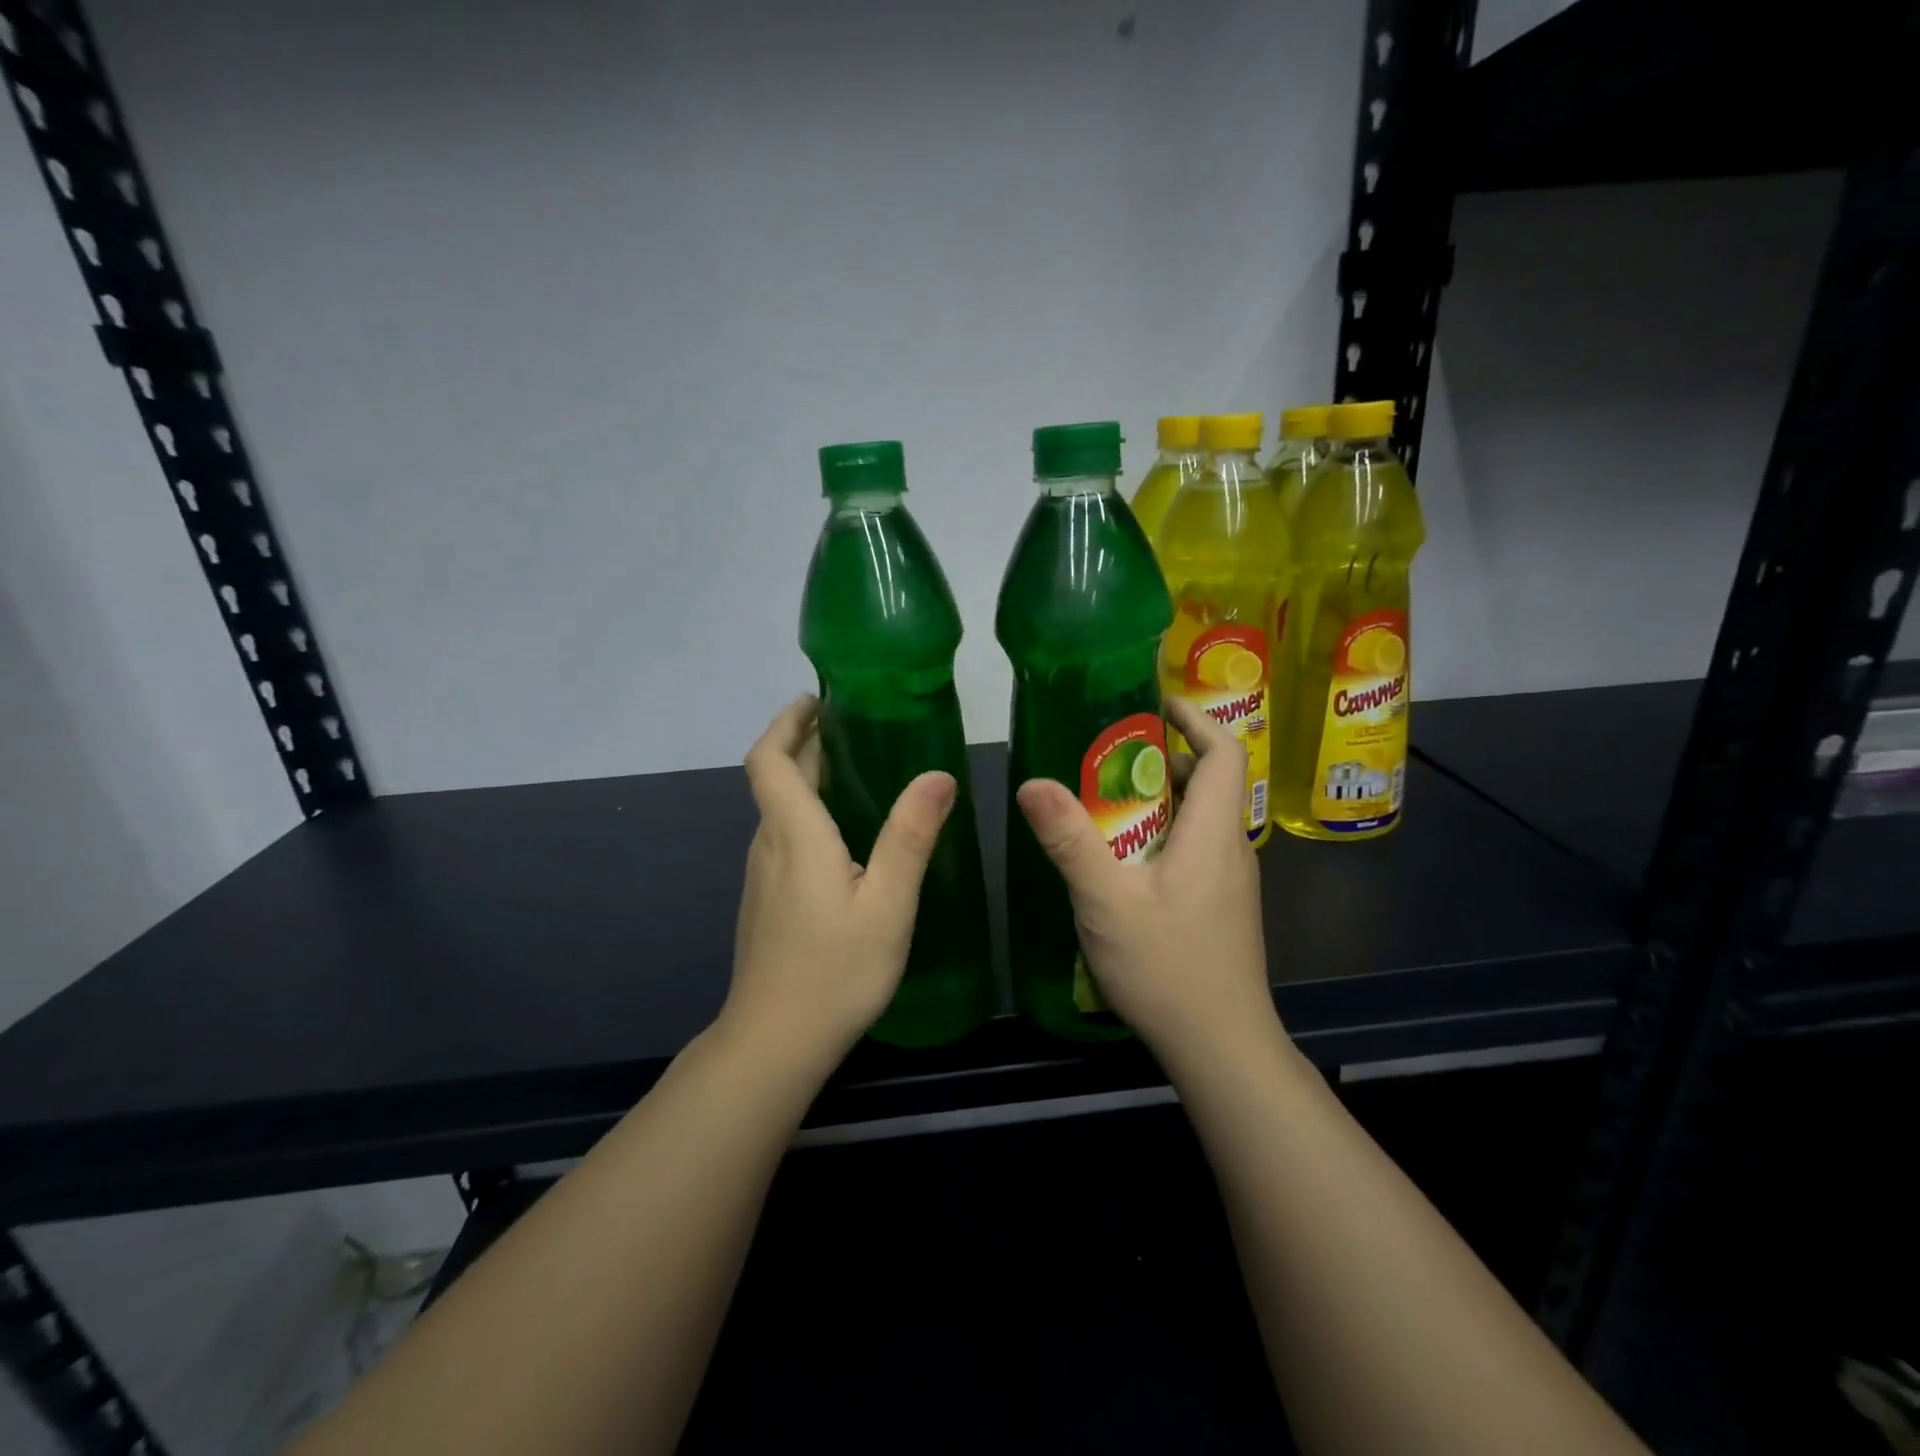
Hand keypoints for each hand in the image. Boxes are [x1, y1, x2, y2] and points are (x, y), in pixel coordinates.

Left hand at [724, 696, 957, 1070]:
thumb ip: (910, 837)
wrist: (773, 1043)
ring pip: (780, 810)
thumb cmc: (835, 971)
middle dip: (806, 743)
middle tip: (853, 725)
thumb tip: (938, 775)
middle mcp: (769, 846)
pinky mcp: (766, 901)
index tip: (817, 700)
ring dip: (807, 778)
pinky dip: (808, 813)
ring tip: (856, 769)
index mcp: (795, 835)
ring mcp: (762, 876)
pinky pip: (784, 837)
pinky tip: (845, 835)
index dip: (787, 722)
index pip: (770, 759)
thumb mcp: (887, 904)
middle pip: (776, 778)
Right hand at [1014, 697, 1280, 1066]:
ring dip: (1159, 799)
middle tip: (1107, 756)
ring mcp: (1230, 880)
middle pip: (1209, 780)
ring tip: (1105, 801)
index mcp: (1214, 832)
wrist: (1221, 1048)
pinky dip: (1162, 833)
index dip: (1194, 719)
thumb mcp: (1106, 901)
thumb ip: (1070, 840)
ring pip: (1200, 818)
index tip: (1152, 705)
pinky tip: (1122, 860)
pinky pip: (1196, 848)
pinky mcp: (1221, 905)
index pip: (1225, 751)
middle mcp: (1231, 848)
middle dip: (1162, 757)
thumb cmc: (1168, 968)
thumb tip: (1031, 783)